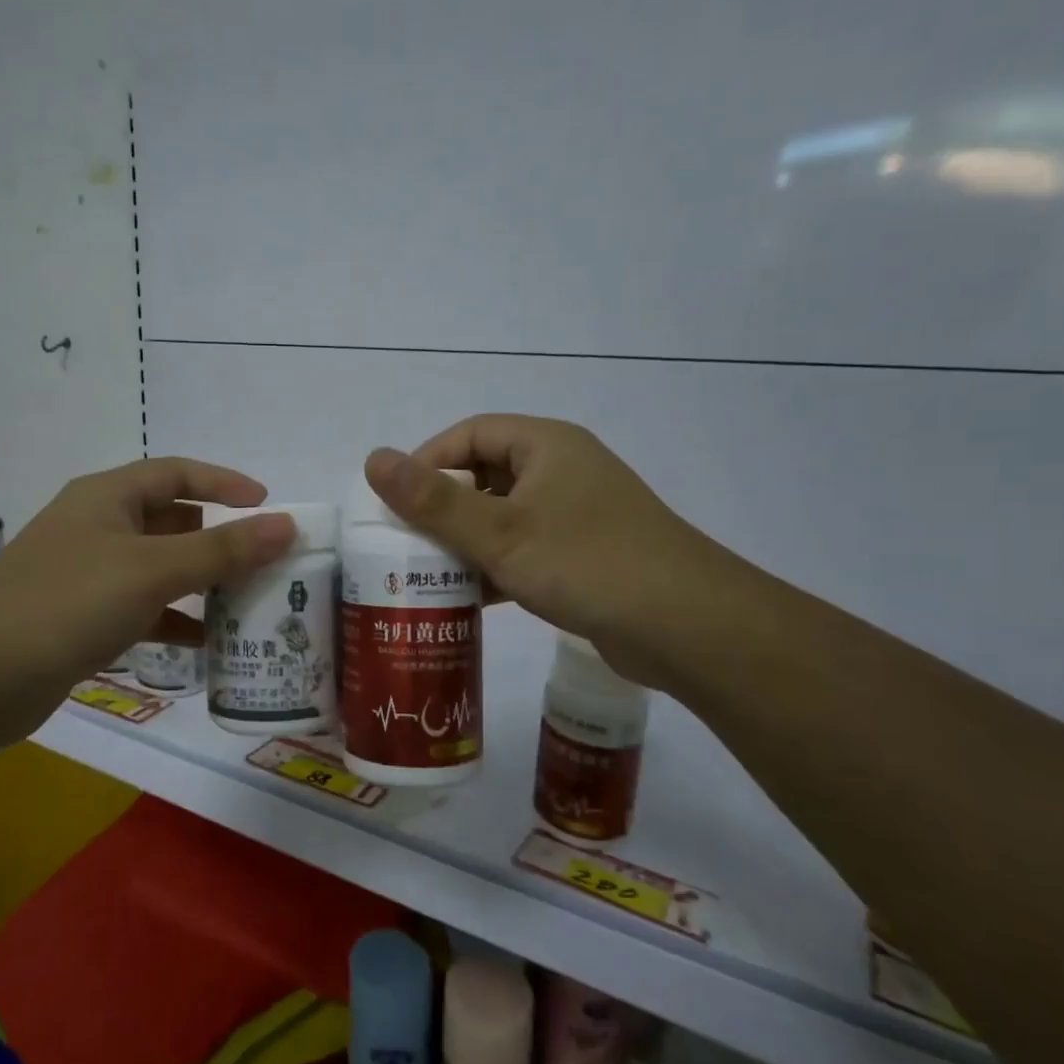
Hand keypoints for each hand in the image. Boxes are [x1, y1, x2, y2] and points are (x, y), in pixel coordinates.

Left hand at [0, 457, 295, 681]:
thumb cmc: (67, 602)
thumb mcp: (152, 570)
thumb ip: (222, 550)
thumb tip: (287, 525)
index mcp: (108, 497)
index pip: (177, 473)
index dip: (224, 483)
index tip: (268, 505)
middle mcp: (97, 528)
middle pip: (170, 521)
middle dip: (217, 540)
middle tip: (264, 563)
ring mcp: (87, 576)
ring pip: (158, 569)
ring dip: (199, 584)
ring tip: (246, 604)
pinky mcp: (81, 620)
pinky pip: (141, 611)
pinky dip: (173, 622)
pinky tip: (205, 646)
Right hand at [364, 415, 738, 686]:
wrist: (689, 628)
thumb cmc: (588, 564)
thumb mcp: (500, 532)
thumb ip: (434, 500)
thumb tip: (374, 458)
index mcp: (546, 446)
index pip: (470, 434)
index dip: (427, 461)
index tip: (395, 502)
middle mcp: (562, 471)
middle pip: (484, 476)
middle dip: (442, 508)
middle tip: (404, 543)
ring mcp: (577, 515)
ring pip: (503, 517)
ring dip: (466, 543)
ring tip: (425, 575)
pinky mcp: (585, 556)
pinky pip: (525, 550)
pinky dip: (495, 568)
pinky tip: (468, 600)